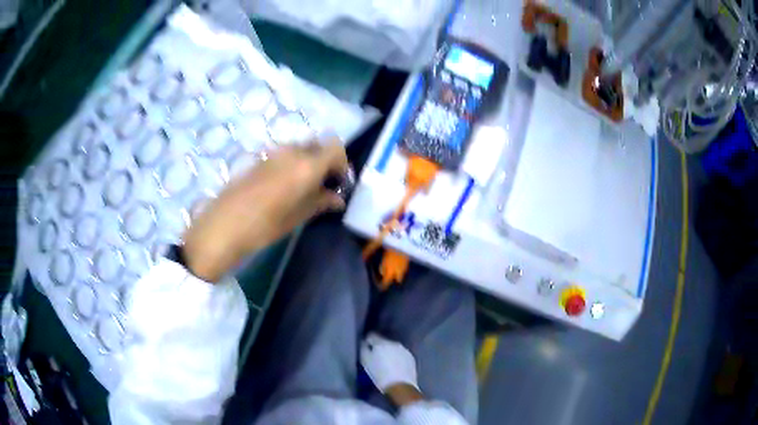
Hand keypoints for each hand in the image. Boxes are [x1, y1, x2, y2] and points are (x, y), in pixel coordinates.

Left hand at [183, 141, 347, 281]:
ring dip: (308, 162)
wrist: (225, 224)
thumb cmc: (266, 224)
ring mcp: (274, 152)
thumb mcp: (299, 216)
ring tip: (304, 187)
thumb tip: (338, 199)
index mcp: (307, 164)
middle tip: (324, 184)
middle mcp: (292, 151)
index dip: (342, 163)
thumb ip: (321, 201)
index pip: (335, 148)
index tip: (339, 182)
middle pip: (318, 144)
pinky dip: (292, 163)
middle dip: (325, 161)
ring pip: (300, 148)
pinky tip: (285, 186)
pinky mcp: (260, 158)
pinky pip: (284, 154)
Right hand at [360, 333, 420, 406]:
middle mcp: (394, 343)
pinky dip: (397, 358)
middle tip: (375, 358)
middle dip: (379, 348)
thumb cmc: (379, 375)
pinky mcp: (411, 358)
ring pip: (393, 348)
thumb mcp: (365, 362)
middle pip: (383, 342)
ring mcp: (404, 350)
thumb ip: (363, 349)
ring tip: (386, 364)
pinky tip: (395, 367)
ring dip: (389, 352)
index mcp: (381, 343)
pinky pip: (401, 354)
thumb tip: (364, 343)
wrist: (400, 386)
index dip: (367, 341)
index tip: (365, 348)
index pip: (371, 335)